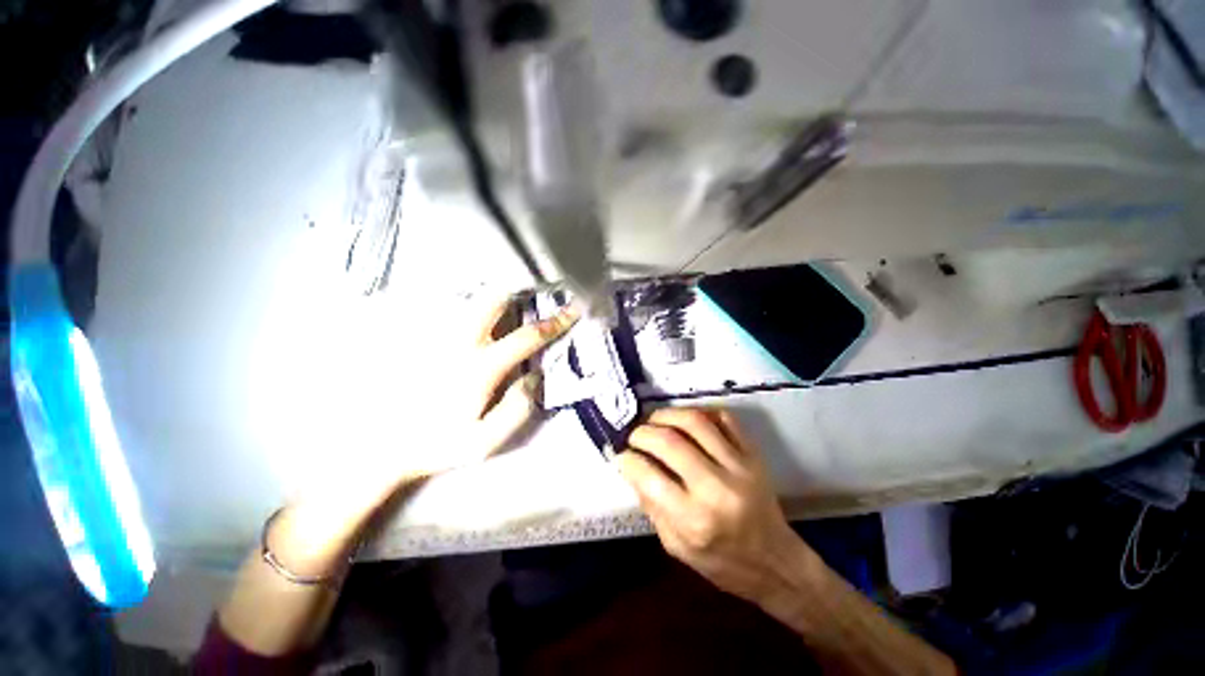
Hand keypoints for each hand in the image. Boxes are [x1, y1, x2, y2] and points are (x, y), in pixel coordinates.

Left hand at [374, 297, 579, 481]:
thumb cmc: (435, 445)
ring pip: (467, 301)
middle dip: (516, 295)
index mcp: (481, 367)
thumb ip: (517, 409)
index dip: (555, 322)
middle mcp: (459, 343)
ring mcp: (435, 337)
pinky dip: (464, 310)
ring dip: (490, 300)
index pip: (527, 337)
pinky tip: (467, 324)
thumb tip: (535, 377)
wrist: (376, 447)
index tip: (572, 309)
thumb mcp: (484, 442)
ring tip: (501, 309)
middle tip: (528, 300)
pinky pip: (445, 312)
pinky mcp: (416, 338)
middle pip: (492, 301)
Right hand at [617, 408, 815, 605]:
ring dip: (666, 415)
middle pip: (669, 441)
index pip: (649, 475)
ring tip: (654, 421)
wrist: (776, 562)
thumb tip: (632, 467)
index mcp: (694, 519)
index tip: (621, 456)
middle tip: (634, 437)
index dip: (627, 460)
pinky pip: (724, 418)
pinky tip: (685, 420)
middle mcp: (716, 488)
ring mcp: (739, 466)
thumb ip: (652, 505)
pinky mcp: (753, 454)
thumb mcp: (676, 546)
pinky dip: (700, 412)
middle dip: (642, 433)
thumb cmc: (722, 562)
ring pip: (694, 421)